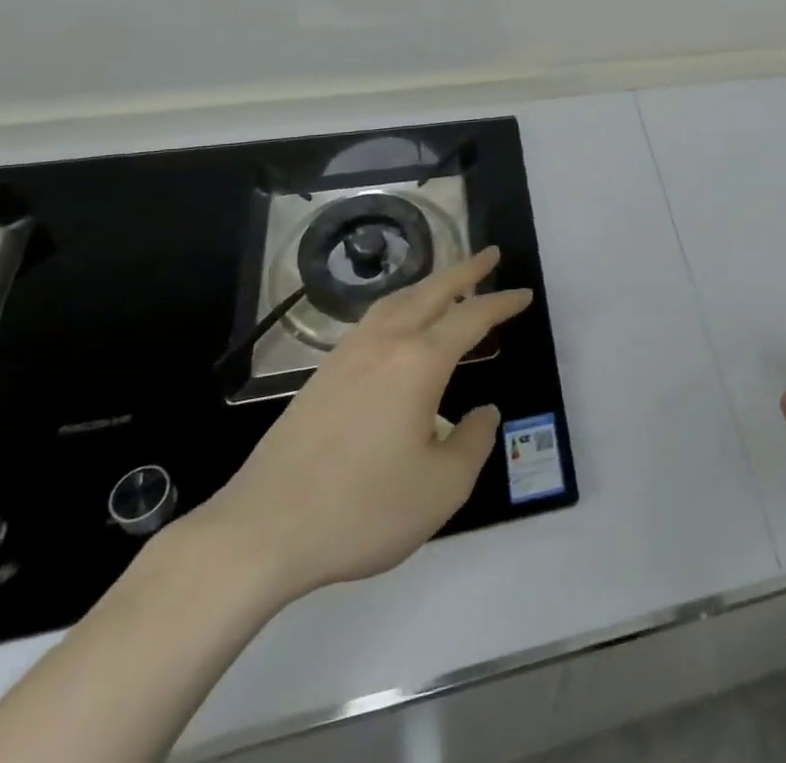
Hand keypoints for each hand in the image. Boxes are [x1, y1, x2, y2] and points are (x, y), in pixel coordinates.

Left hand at [189, 247, 529, 607]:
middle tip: (491, 254)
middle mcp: (385, 344)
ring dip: (429, 284)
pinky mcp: (322, 375)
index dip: (501, 303)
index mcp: (419, 362)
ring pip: (397, 300)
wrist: (261, 531)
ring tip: (447, 282)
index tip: (524, 294)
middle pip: (432, 291)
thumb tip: (483, 413)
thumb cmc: (361, 509)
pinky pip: (373, 319)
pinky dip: (399, 305)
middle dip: (465, 270)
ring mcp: (347, 355)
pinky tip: (397, 324)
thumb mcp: (441, 488)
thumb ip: (473, 443)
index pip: (471, 318)